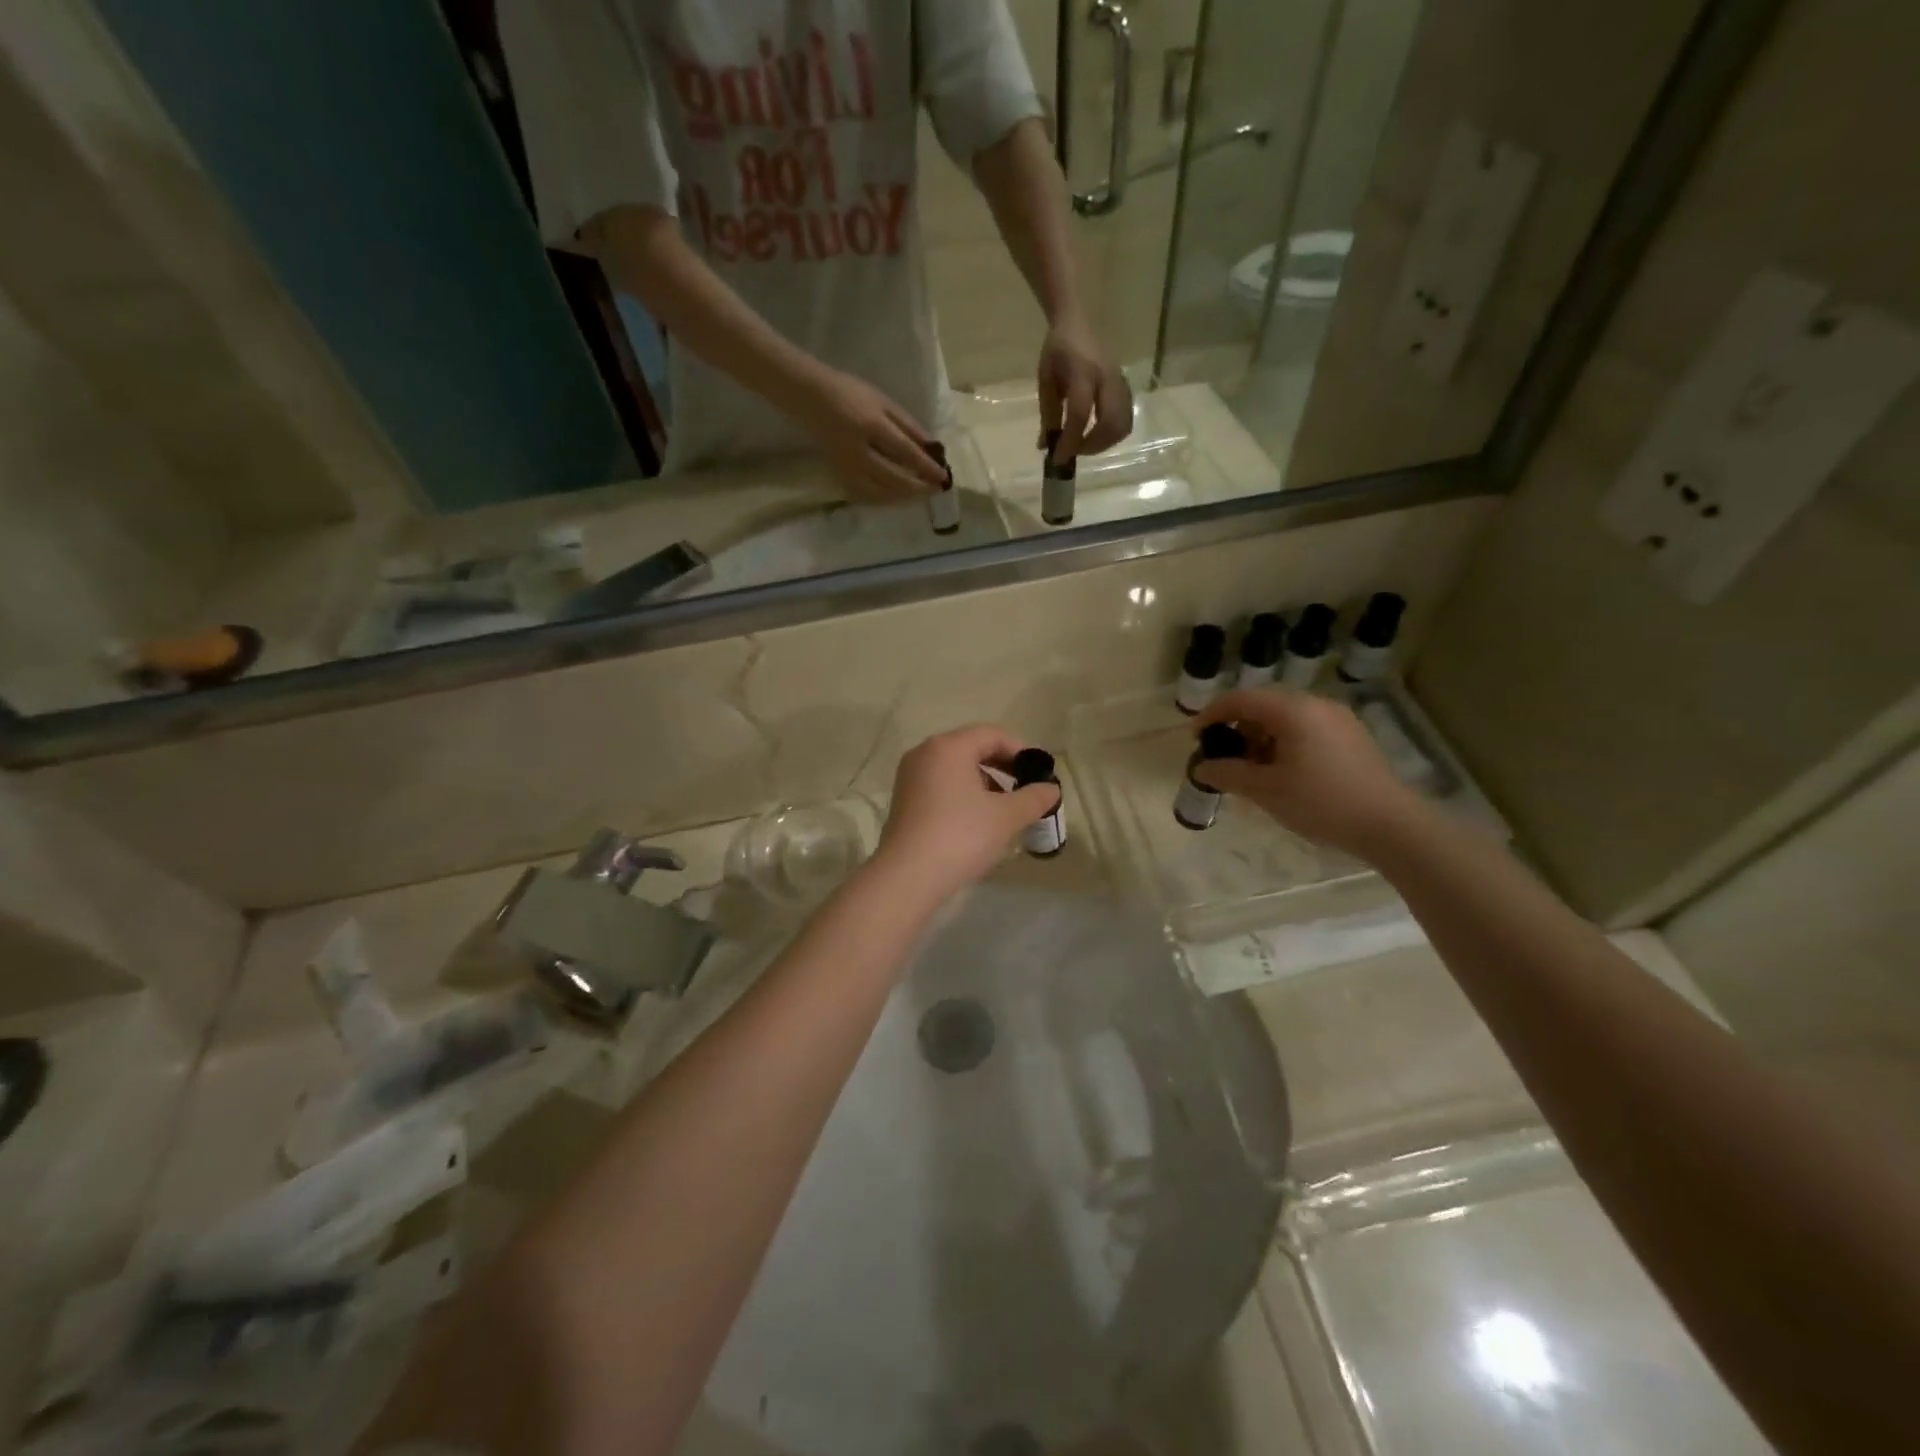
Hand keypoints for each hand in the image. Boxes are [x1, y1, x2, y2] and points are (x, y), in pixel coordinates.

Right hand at [798, 368, 946, 501]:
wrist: (812, 399)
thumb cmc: (851, 394)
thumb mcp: (884, 402)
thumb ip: (908, 426)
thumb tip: (933, 448)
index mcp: (871, 426)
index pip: (905, 453)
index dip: (926, 467)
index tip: (943, 476)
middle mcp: (859, 452)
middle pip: (894, 479)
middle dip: (918, 487)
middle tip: (936, 489)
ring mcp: (847, 468)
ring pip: (880, 493)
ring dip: (904, 496)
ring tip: (920, 493)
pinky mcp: (840, 476)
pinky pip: (865, 496)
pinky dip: (884, 500)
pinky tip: (896, 497)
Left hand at [873, 725, 1060, 902]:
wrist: (908, 877)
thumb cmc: (961, 836)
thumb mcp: (1006, 817)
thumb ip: (1034, 798)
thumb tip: (1052, 789)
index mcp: (948, 747)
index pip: (991, 734)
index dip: (1020, 750)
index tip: (1039, 773)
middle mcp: (925, 753)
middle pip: (972, 748)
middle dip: (1002, 767)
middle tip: (1025, 790)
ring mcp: (910, 777)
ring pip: (956, 769)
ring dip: (984, 783)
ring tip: (1004, 809)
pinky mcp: (904, 800)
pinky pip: (941, 786)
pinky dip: (963, 794)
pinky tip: (978, 821)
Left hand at [1038, 316, 1132, 462]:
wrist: (1076, 323)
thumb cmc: (1056, 352)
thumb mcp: (1046, 382)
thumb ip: (1047, 415)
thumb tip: (1046, 447)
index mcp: (1083, 373)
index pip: (1080, 414)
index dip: (1070, 441)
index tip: (1058, 459)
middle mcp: (1107, 378)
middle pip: (1110, 423)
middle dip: (1092, 446)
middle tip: (1074, 452)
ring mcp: (1120, 382)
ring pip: (1123, 424)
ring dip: (1104, 443)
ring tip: (1084, 445)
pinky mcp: (1126, 387)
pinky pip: (1126, 418)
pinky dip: (1112, 434)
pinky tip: (1096, 434)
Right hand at [1193, 689, 1423, 858]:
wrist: (1389, 825)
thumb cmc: (1322, 803)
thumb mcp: (1266, 790)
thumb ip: (1229, 774)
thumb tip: (1201, 768)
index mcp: (1293, 710)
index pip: (1240, 699)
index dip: (1212, 714)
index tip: (1195, 737)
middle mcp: (1316, 705)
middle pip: (1263, 705)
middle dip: (1236, 727)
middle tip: (1221, 755)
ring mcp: (1337, 719)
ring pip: (1285, 717)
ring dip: (1259, 737)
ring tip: (1249, 770)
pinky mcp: (1350, 737)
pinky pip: (1305, 729)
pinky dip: (1283, 743)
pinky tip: (1280, 772)